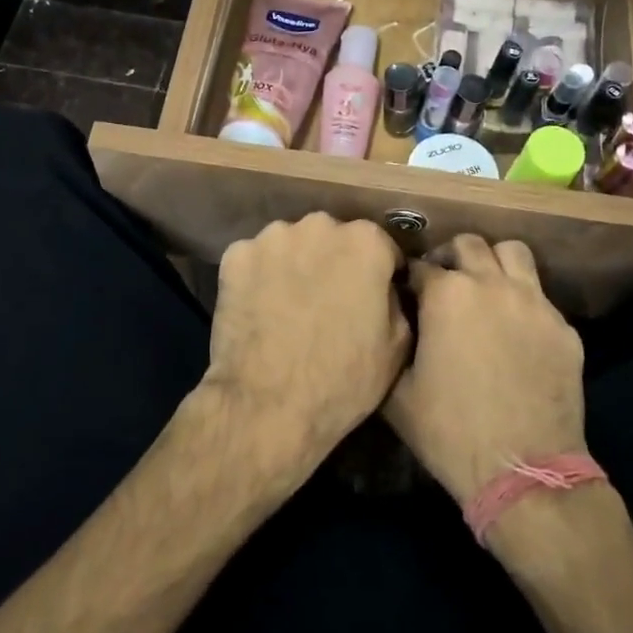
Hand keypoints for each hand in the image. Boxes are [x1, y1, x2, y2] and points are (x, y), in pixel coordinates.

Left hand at [205, 214, 410, 478]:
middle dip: (334, 263)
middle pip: (333, 239)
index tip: (372, 299)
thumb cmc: (343, 380)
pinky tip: (259, 309)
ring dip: (295, 266)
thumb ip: (397, 299)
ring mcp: (272, 238)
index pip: (381, 248)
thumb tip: (386, 288)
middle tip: (329, 303)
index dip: (380, 275)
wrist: (267, 406)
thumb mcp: (398, 345)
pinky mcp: (235, 256)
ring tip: (290, 308)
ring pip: (291, 246)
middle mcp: (319, 226)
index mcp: (366, 242)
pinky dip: (259, 278)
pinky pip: (255, 261)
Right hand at [383, 235, 585, 503]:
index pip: (419, 266)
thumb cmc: (450, 431)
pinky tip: (515, 333)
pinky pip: (540, 297)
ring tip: (484, 289)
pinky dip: (523, 302)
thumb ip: (393, 346)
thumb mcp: (397, 393)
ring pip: (513, 253)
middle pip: (468, 244)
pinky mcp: (564, 329)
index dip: (407, 279)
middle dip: (450, 258)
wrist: (523, 471)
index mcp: (447, 296)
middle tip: (442, 284)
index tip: (403, 294)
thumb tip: (394, 326)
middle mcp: (492, 285)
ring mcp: (535, 304)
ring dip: (493, 263)